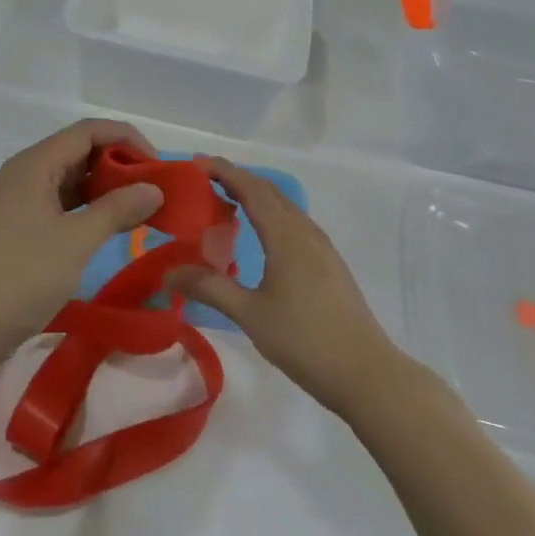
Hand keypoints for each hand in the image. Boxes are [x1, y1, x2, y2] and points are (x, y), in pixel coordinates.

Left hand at [0, 119, 163, 352]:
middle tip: (154, 188)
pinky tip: (113, 225)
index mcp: (34, 164)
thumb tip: (154, 189)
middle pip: (79, 151)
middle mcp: (25, 173)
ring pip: (71, 179)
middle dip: (119, 164)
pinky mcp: (21, 225)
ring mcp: (21, 200)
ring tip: (142, 207)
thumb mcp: (77, 240)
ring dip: (106, 188)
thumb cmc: (24, 275)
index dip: (126, 139)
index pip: (87, 131)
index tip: (157, 165)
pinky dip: (89, 208)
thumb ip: (118, 209)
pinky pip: (62, 203)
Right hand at [168, 158, 397, 413]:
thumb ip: (209, 287)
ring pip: (284, 207)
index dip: (224, 171)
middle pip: (269, 192)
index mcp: (286, 235)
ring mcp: (322, 248)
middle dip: (237, 179)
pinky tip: (259, 236)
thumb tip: (168, 272)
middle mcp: (305, 232)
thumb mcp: (250, 314)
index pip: (251, 189)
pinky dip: (270, 215)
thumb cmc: (305, 340)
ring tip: (225, 202)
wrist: (366, 373)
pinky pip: (294, 224)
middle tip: (203, 180)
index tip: (196, 162)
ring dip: (255, 196)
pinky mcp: (329, 264)